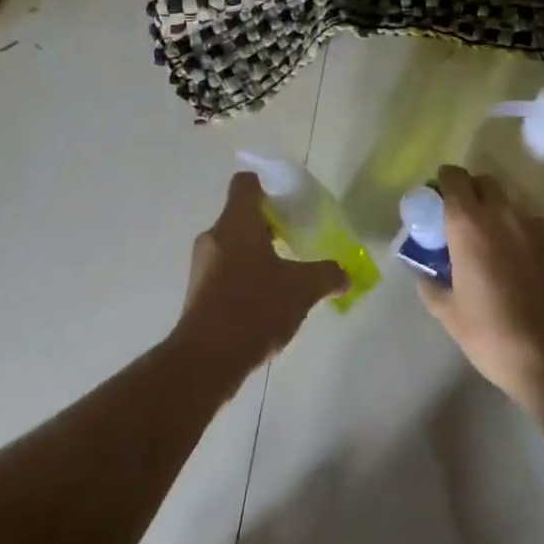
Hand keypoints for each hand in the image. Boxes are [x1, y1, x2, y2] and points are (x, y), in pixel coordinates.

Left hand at [175, 172, 346, 379]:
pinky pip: (223, 272)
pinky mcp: (197, 293)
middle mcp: (214, 235)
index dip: (266, 186)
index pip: (245, 183)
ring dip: (255, 255)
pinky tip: (262, 304)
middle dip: (267, 226)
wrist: (205, 360)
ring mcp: (201, 265)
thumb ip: (326, 276)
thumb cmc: (254, 307)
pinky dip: (242, 278)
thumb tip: (346, 275)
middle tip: (293, 242)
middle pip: (241, 216)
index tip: (286, 203)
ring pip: (232, 245)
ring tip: (281, 277)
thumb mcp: (300, 289)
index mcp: (236, 221)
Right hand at [420, 166, 543, 416]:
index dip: (446, 183)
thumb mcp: (450, 317)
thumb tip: (424, 273)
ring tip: (506, 258)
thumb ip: (431, 286)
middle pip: (487, 183)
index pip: (454, 177)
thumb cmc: (496, 337)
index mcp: (470, 225)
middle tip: (470, 226)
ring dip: (506, 223)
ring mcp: (543, 230)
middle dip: (475, 195)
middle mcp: (506, 216)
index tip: (442, 200)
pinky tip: (538, 280)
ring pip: (517, 211)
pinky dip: (535, 248)